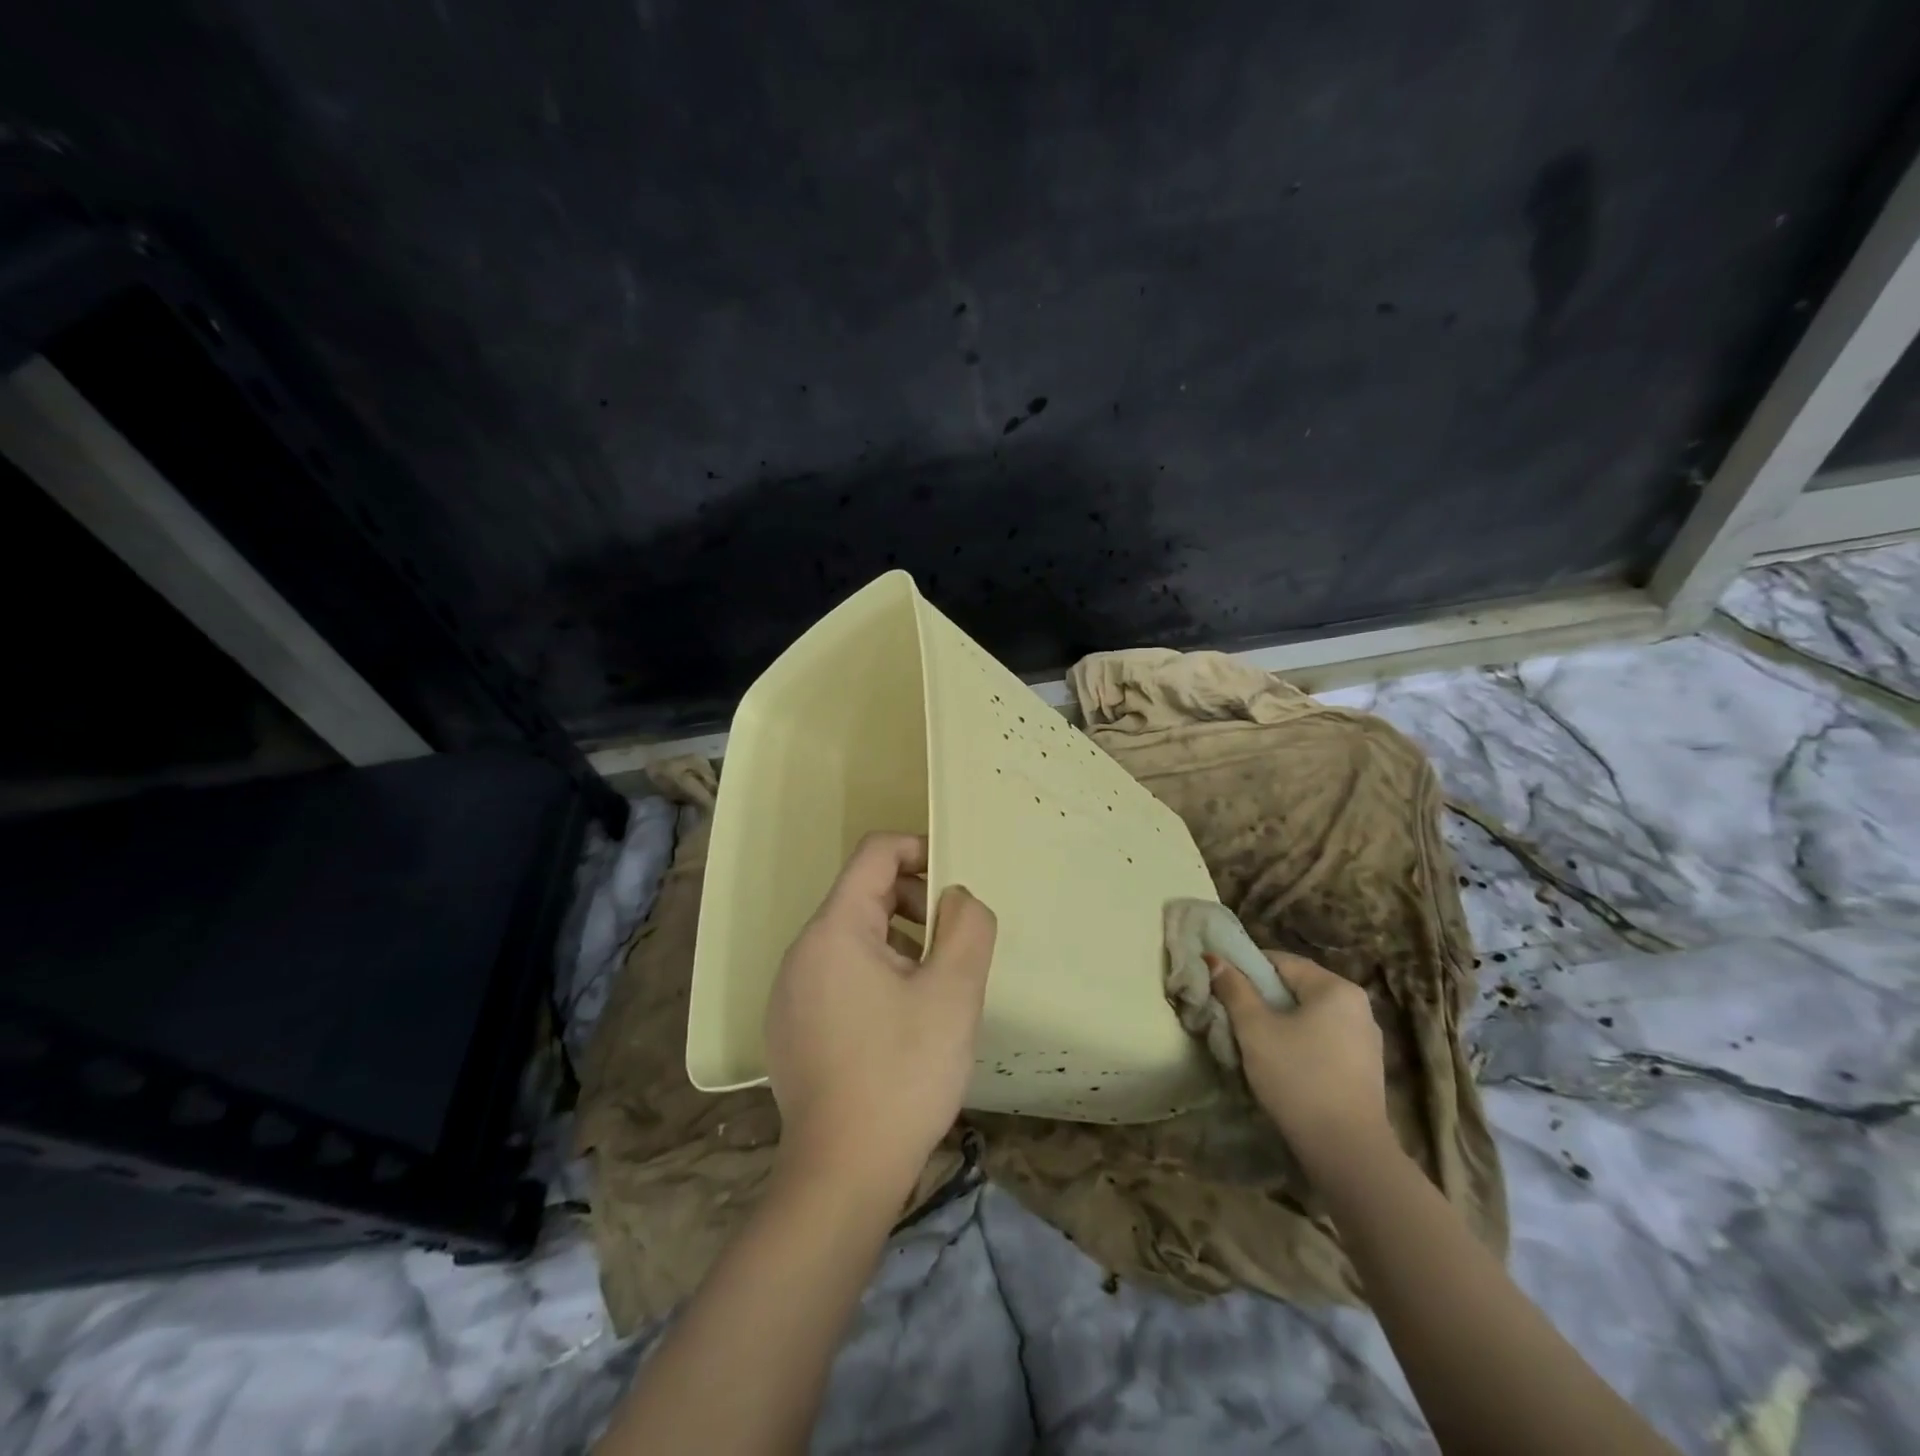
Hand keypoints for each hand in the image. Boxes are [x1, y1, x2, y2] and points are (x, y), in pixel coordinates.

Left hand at [764, 833, 997, 1203]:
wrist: (842, 1173)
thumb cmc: (903, 1072)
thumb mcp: (954, 992)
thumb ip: (967, 926)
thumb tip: (956, 897)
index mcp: (834, 930)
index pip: (875, 854)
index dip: (919, 851)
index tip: (955, 884)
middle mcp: (801, 951)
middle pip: (863, 895)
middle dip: (914, 904)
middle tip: (952, 946)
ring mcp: (789, 992)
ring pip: (852, 938)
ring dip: (899, 942)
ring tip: (933, 987)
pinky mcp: (790, 1027)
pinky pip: (836, 975)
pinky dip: (874, 975)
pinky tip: (900, 1024)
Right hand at [1208, 950, 1390, 1168]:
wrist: (1347, 1152)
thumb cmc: (1298, 1078)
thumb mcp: (1255, 1029)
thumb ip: (1234, 989)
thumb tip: (1214, 958)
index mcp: (1336, 988)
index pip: (1281, 961)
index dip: (1246, 967)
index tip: (1220, 984)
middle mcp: (1358, 1006)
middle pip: (1296, 988)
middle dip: (1261, 998)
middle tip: (1230, 1014)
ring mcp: (1365, 1040)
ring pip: (1309, 1017)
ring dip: (1279, 1022)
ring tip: (1251, 1041)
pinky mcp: (1365, 1070)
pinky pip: (1323, 1041)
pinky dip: (1299, 1043)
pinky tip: (1280, 1065)